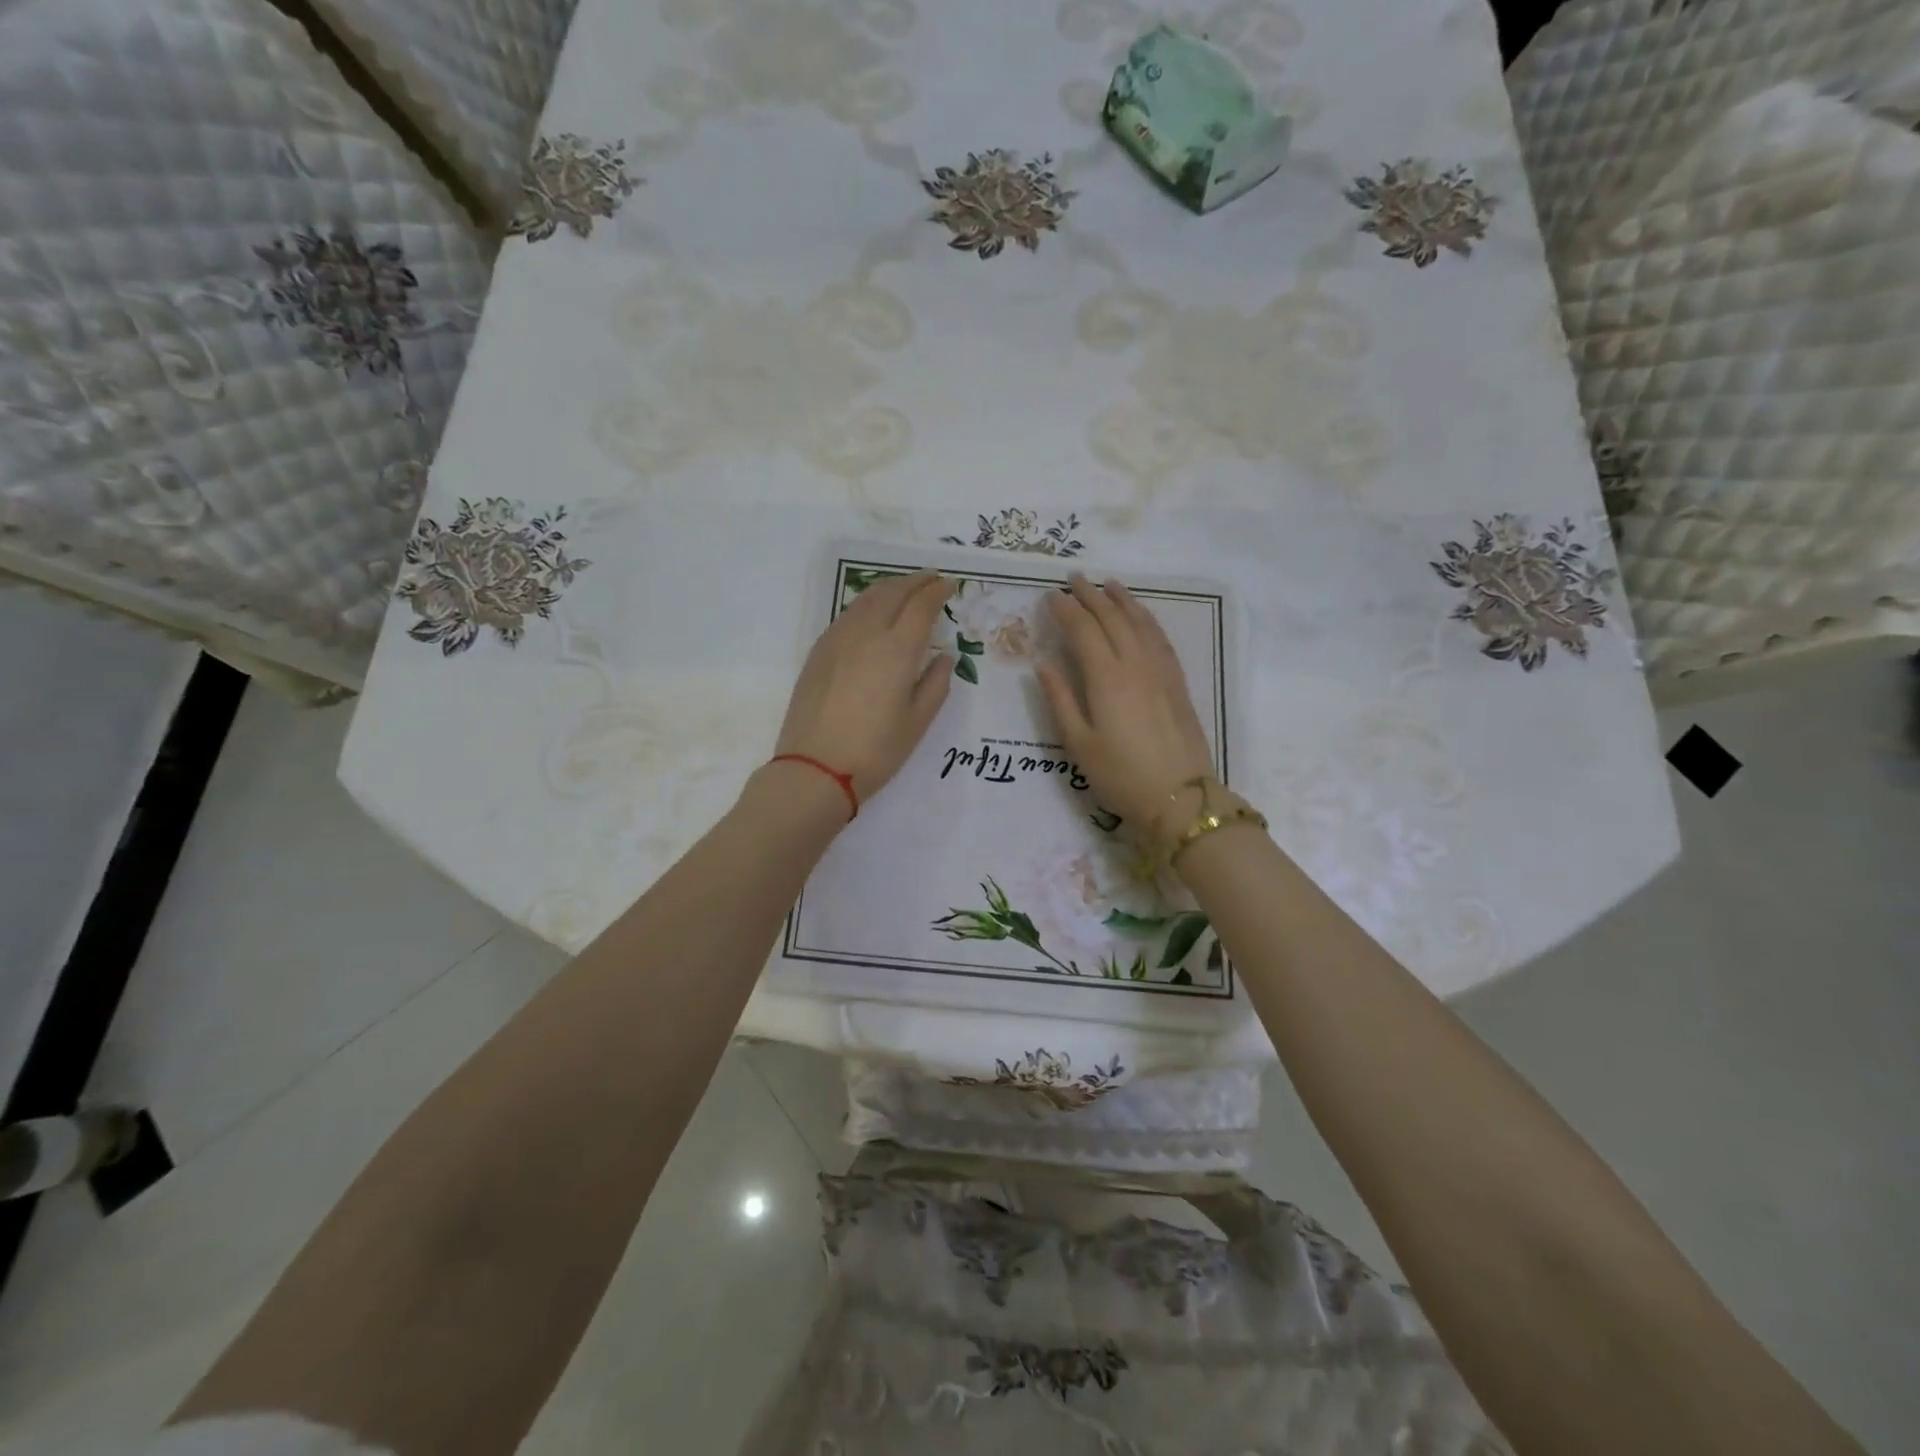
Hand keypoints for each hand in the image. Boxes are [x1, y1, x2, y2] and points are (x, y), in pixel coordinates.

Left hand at [773, 570, 956, 805]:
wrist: (814, 768)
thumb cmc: (875, 751)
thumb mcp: (917, 722)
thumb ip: (936, 683)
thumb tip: (944, 656)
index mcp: (897, 649)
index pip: (921, 606)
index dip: (937, 591)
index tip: (950, 585)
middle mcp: (867, 633)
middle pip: (893, 592)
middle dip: (915, 581)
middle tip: (931, 579)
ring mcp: (838, 639)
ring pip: (866, 599)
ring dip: (890, 588)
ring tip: (905, 589)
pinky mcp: (819, 651)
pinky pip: (848, 614)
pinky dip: (868, 604)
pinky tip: (873, 614)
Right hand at [1035, 575, 1214, 832]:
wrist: (1180, 797)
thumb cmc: (1120, 775)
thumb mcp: (1079, 743)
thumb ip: (1059, 698)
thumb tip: (1042, 662)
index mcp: (1106, 678)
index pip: (1083, 630)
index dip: (1066, 610)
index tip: (1051, 595)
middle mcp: (1135, 664)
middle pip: (1112, 619)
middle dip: (1091, 596)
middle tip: (1074, 578)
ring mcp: (1161, 671)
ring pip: (1140, 623)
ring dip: (1122, 600)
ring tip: (1108, 584)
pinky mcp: (1177, 682)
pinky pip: (1160, 638)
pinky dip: (1147, 619)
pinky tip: (1141, 616)